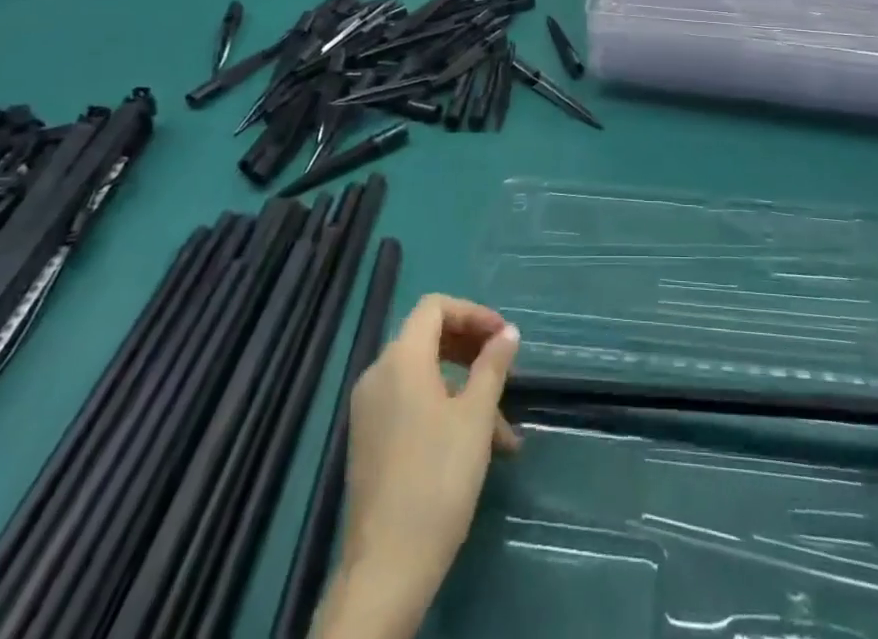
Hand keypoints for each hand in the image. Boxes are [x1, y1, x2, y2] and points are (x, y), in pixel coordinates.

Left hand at [325, 296, 520, 637]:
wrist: (385, 569)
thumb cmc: (437, 480)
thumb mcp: (476, 418)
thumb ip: (492, 366)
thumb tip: (508, 332)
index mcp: (400, 360)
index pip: (435, 308)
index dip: (473, 313)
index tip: (504, 337)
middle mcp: (378, 375)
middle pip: (428, 338)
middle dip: (472, 351)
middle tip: (505, 370)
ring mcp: (369, 410)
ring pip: (424, 377)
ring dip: (465, 390)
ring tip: (503, 432)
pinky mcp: (369, 441)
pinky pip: (410, 404)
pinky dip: (443, 410)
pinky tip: (474, 448)